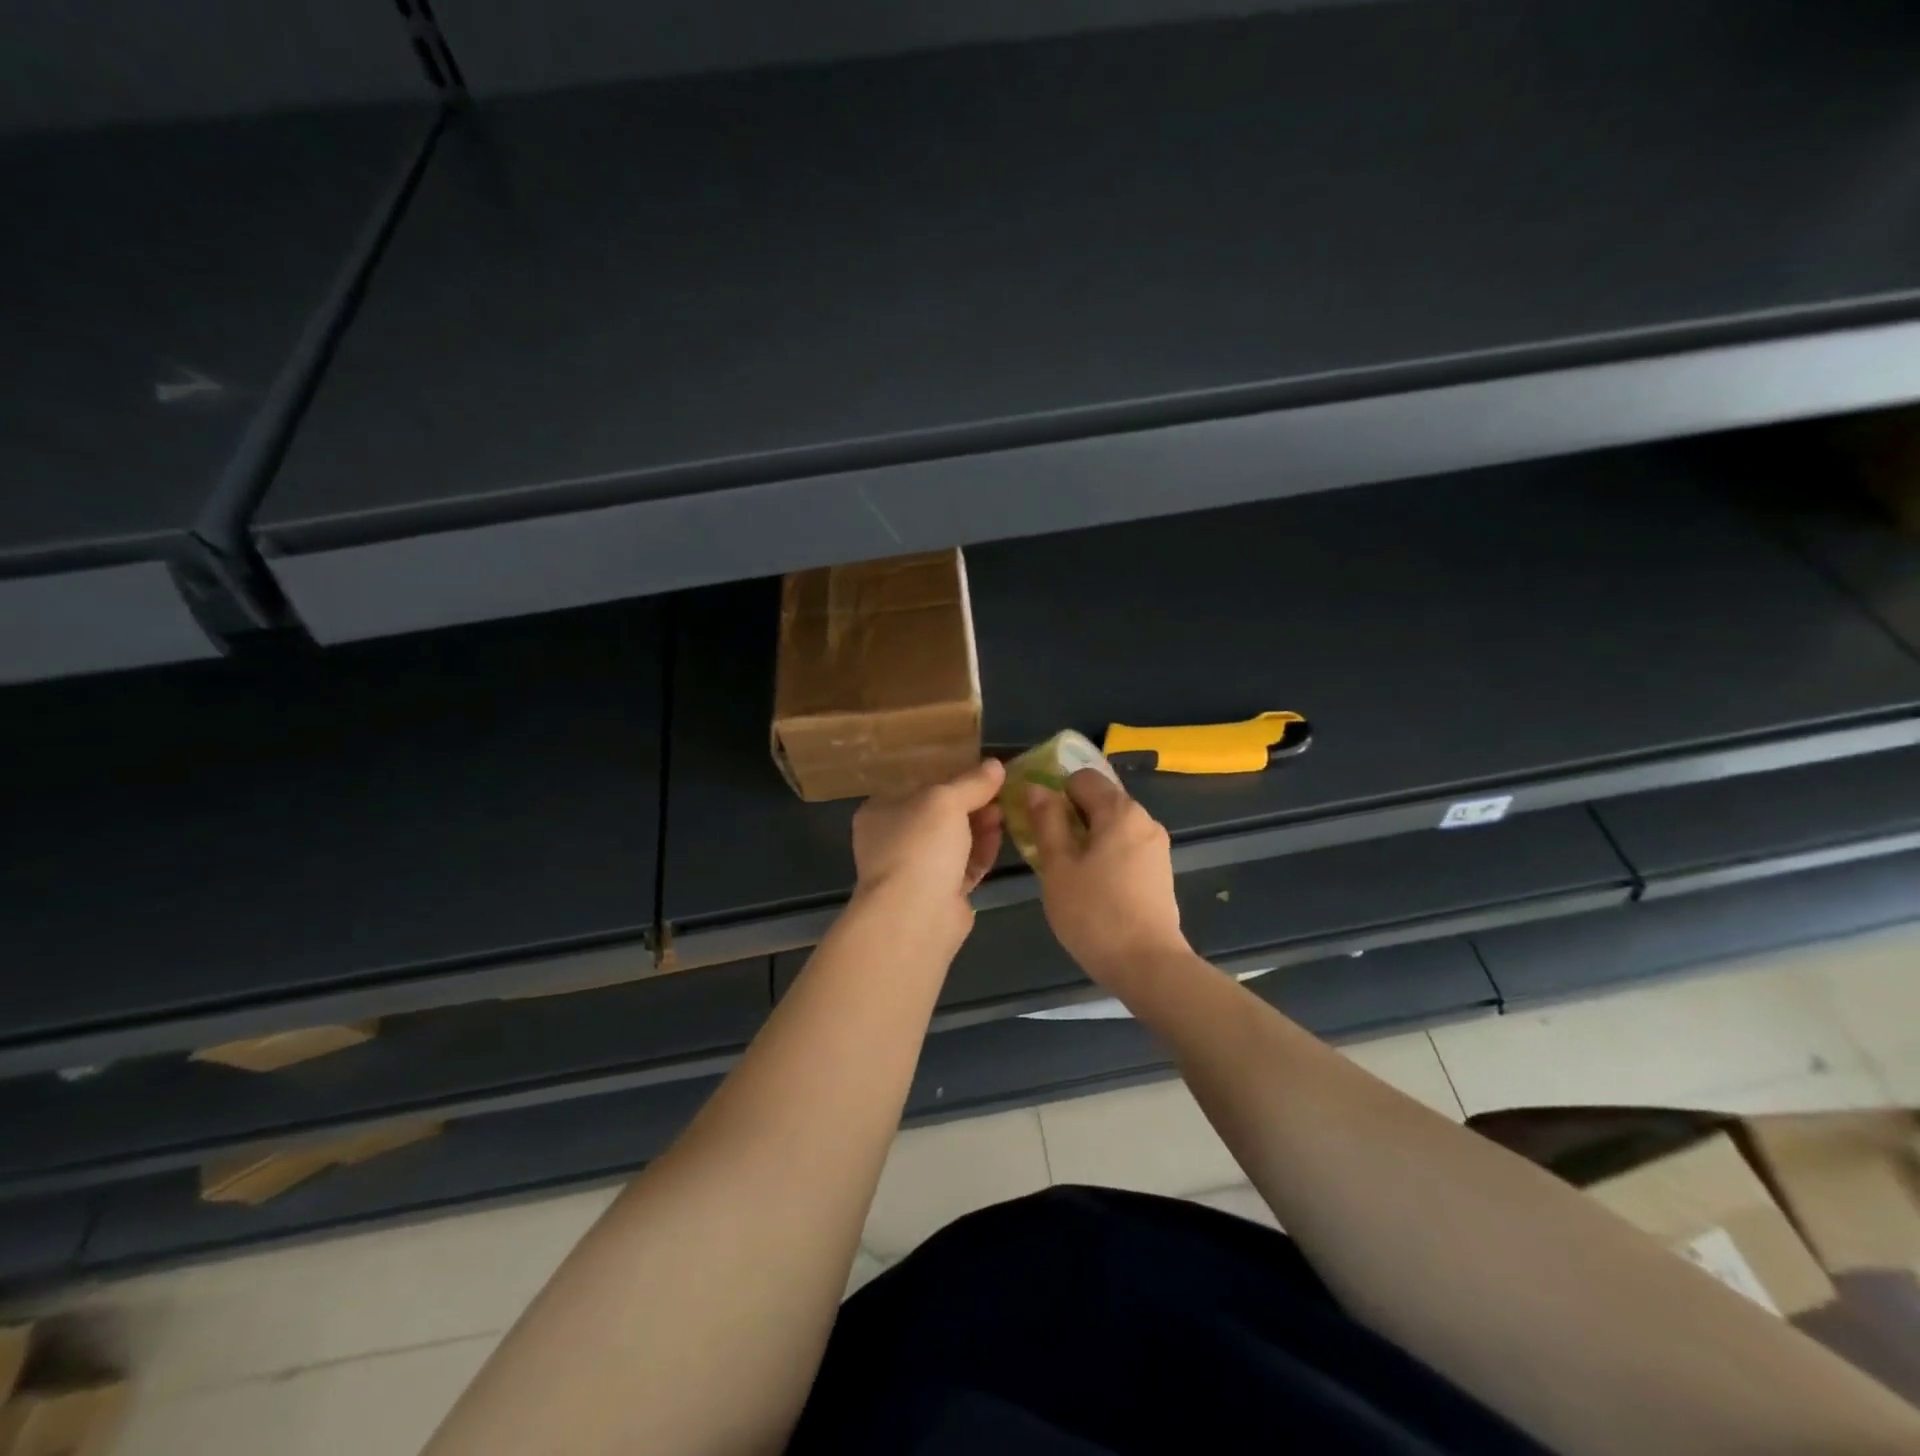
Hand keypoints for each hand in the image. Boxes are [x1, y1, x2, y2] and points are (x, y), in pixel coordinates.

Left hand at [851, 759, 1005, 937]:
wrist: (915, 915)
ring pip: (953, 841)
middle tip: (999, 792)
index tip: (983, 772)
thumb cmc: (920, 845)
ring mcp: (915, 870)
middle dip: (971, 803)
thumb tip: (995, 765)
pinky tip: (1001, 837)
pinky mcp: (939, 893)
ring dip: (979, 826)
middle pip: (939, 815)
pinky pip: (964, 866)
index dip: (951, 778)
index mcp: (881, 812)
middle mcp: (894, 840)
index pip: (918, 786)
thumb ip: (972, 782)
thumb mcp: (946, 801)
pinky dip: (981, 851)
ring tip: (1004, 813)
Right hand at [1026, 769, 1187, 984]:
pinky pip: (1125, 847)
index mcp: (1120, 811)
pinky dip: (1105, 855)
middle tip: (1047, 848)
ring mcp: (1157, 847)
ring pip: (1112, 826)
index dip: (1055, 792)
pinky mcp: (1160, 872)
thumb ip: (1046, 822)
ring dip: (1087, 838)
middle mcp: (1144, 820)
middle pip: (1100, 800)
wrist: (1148, 965)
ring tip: (1067, 871)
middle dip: (1070, 816)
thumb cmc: (1095, 913)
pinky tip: (1092, 886)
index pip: (1082, 777)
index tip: (1038, 820)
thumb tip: (1037, 788)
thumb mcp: (1058, 866)